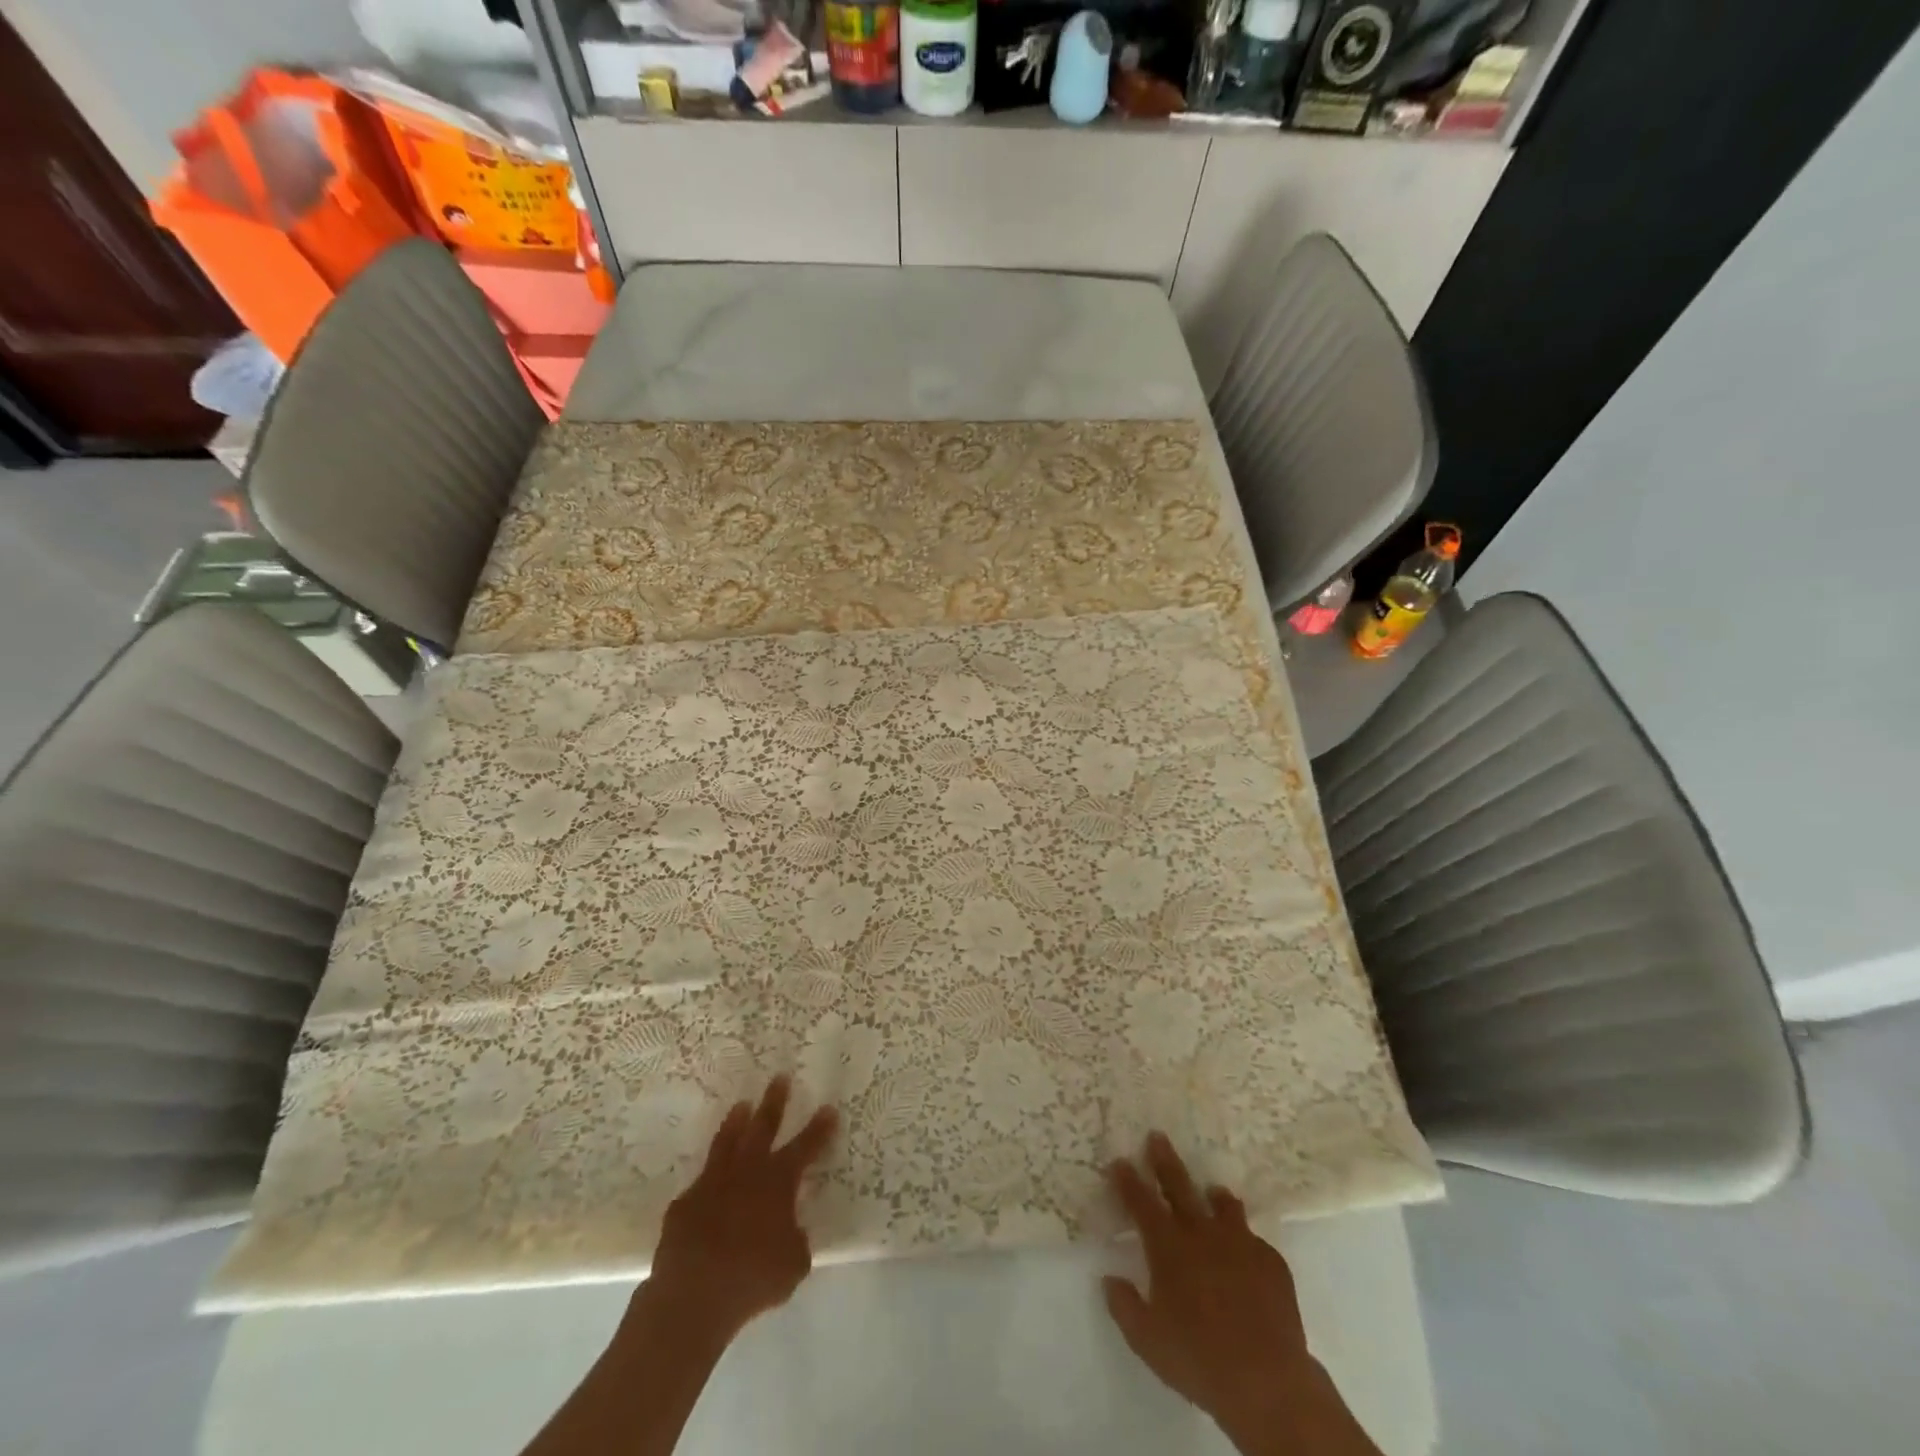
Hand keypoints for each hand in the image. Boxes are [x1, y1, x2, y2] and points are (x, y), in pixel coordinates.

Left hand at [643, 1077, 837, 1345]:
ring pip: (727, 1142)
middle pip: (763, 1127)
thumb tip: (791, 1232)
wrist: (693, 1296)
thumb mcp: (793, 1265)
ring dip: (737, 1122)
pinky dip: (709, 1179)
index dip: (819, 1128)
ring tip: (742, 1105)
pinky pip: (700, 1183)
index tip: (829, 1108)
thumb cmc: (753, 1278)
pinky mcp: (684, 1204)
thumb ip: (796, 1240)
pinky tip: (709, 1182)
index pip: (806, 1147)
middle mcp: (747, 1172)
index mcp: (778, 1182)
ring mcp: (712, 1184)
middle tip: (780, 1078)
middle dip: (774, 1102)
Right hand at [1104, 1134, 1375, 1455]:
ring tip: (1212, 1191)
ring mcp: (1240, 1243)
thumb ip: (1124, 1306)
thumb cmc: (1199, 1359)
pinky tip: (1246, 1253)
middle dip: (1165, 1160)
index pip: (1141, 1203)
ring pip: (1224, 1206)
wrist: (1268, 1380)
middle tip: (1157, 1136)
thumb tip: (1109, 1279)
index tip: (1119, 1160)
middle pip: (1179, 1186)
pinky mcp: (1271, 1262)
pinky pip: (1255, 1241)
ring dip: (1214, 1196)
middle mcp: (1202, 1234)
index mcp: (1169, 1247)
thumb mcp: (1147, 1340)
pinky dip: (1245, 1241)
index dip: (1128, 1180)